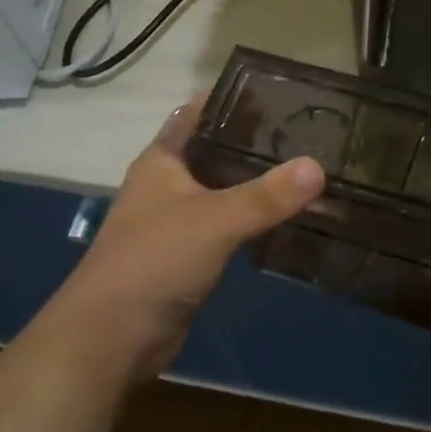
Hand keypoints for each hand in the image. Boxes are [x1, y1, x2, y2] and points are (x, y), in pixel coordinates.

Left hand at [36, 98, 324, 385]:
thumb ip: (266, 195)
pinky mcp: (189, 255)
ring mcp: (176, 221)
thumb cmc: (154, 261)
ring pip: (223, 190)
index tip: (278, 93)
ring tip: (306, 169)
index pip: (197, 114)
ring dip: (256, 182)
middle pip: (215, 151)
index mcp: (161, 161)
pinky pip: (227, 225)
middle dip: (254, 142)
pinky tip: (285, 216)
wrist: (112, 337)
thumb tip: (318, 166)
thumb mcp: (215, 221)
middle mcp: (167, 184)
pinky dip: (253, 218)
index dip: (232, 100)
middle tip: (307, 133)